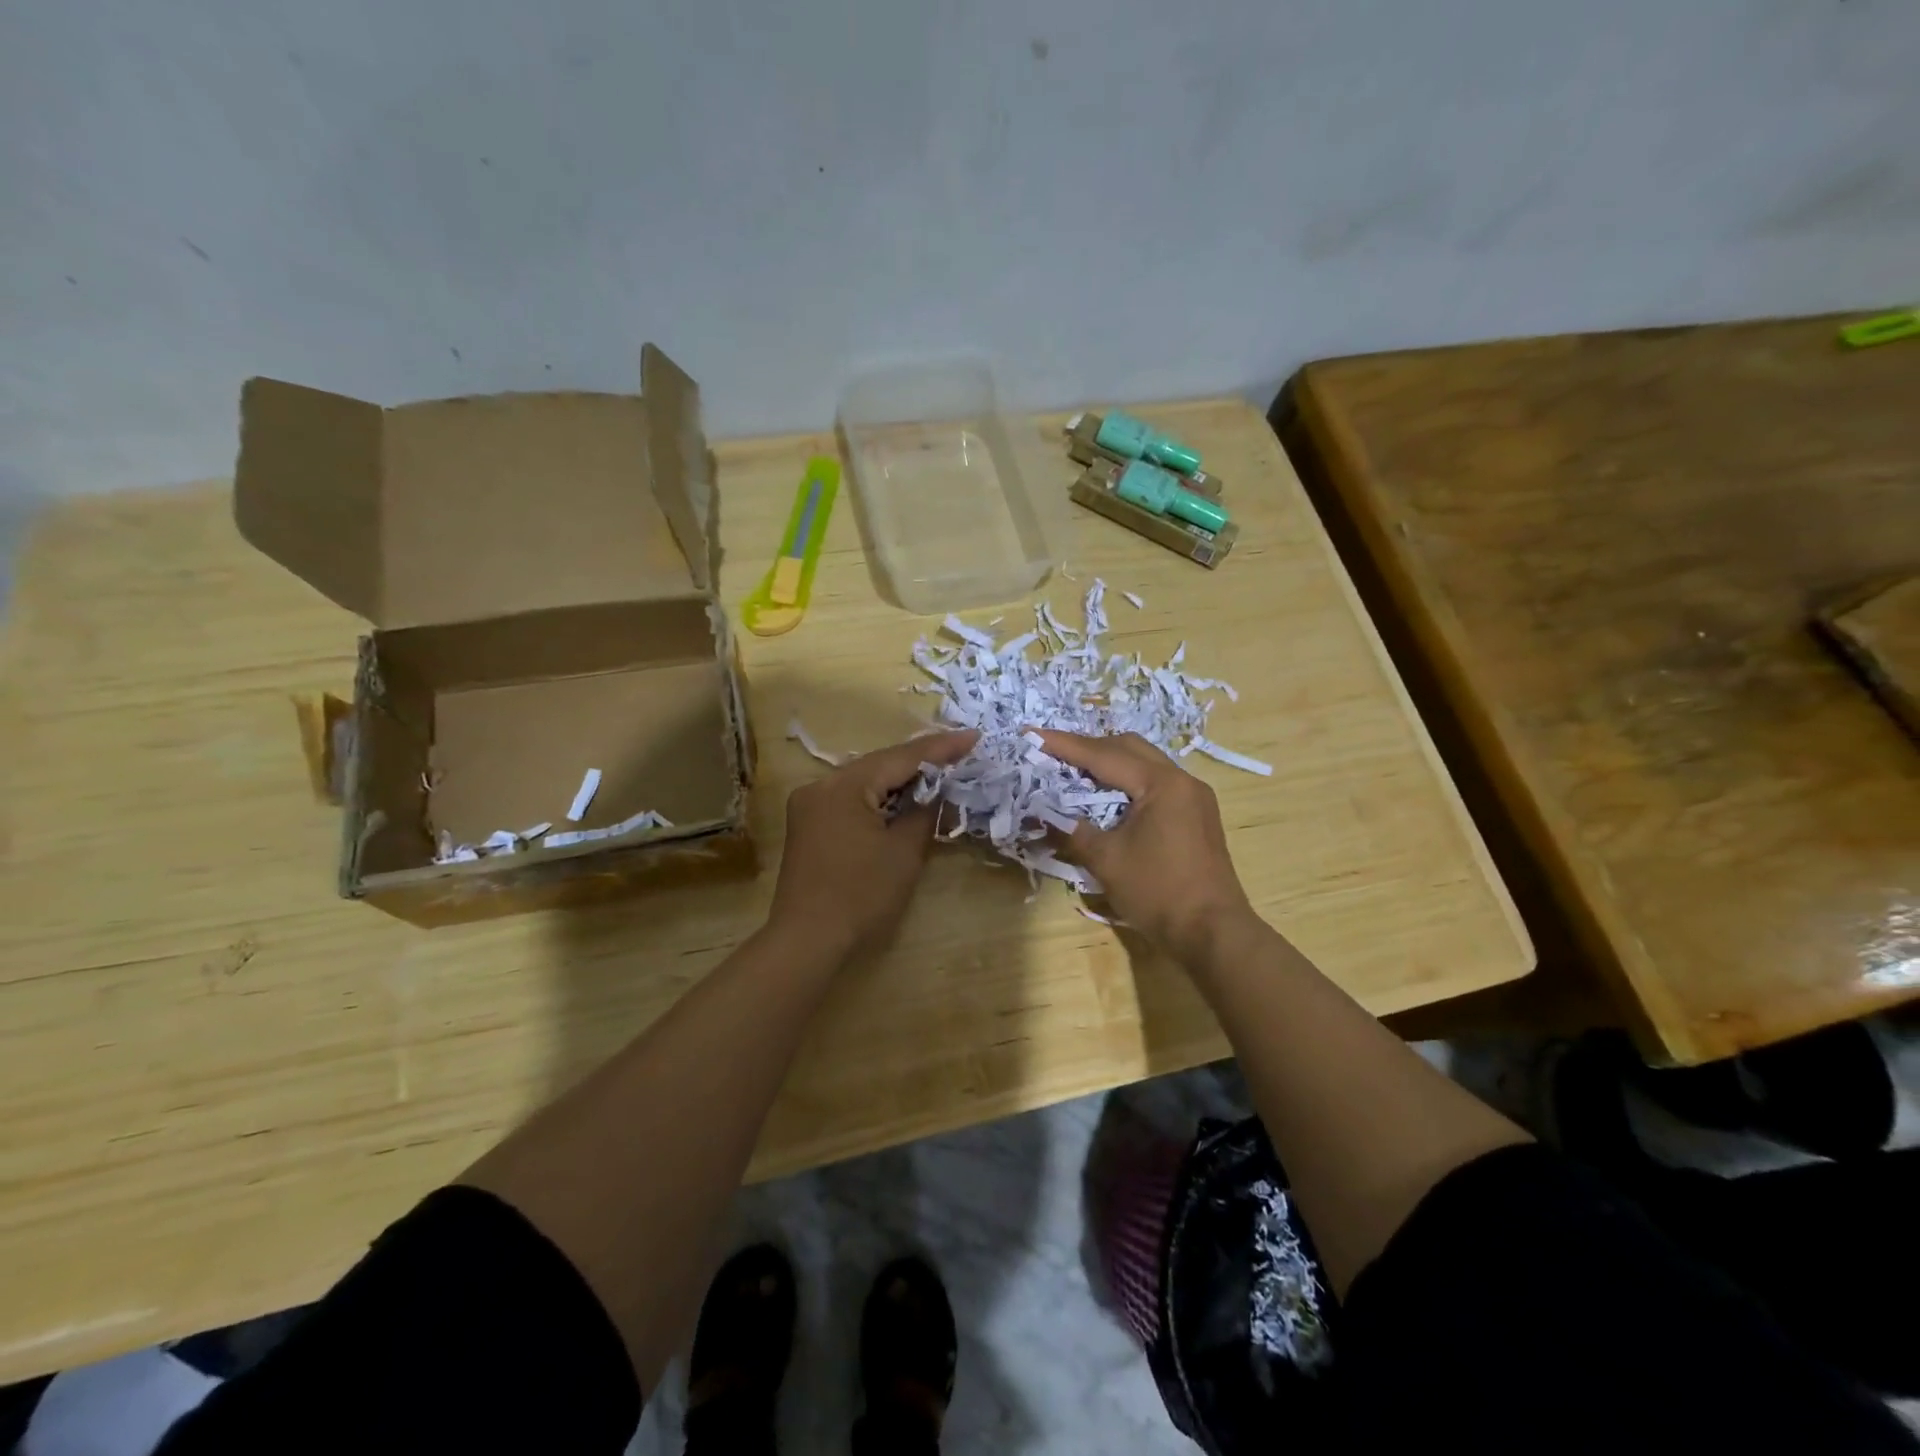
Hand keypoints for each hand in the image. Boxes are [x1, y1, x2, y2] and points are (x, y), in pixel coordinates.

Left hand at [768, 729, 978, 958]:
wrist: (808, 942)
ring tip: (942, 770)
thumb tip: (940, 789)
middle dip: (922, 761)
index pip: (900, 757)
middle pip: (880, 765)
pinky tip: (906, 798)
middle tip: (962, 751)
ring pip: (865, 782)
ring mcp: (810, 805)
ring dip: (901, 780)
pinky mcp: (809, 825)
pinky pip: (852, 799)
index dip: (941, 748)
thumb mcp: (904, 851)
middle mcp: (820, 785)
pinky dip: (880, 799)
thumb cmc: (860, 896)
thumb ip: (924, 811)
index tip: (974, 736)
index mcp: (842, 785)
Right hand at [1039, 731, 1254, 963]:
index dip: (1065, 745)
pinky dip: (1128, 781)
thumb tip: (1039, 815)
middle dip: (1089, 747)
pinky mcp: (1198, 815)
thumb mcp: (1106, 860)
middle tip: (1054, 751)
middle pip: (1129, 748)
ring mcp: (1194, 797)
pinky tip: (1109, 795)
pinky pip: (1157, 783)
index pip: (1104, 755)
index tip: (1032, 734)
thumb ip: (1070, 830)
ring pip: (1145, 763)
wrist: (1213, 932)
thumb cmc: (1158, 891)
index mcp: (1161, 783)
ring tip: (1076, 770)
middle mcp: (1182, 780)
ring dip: (1110, 762)